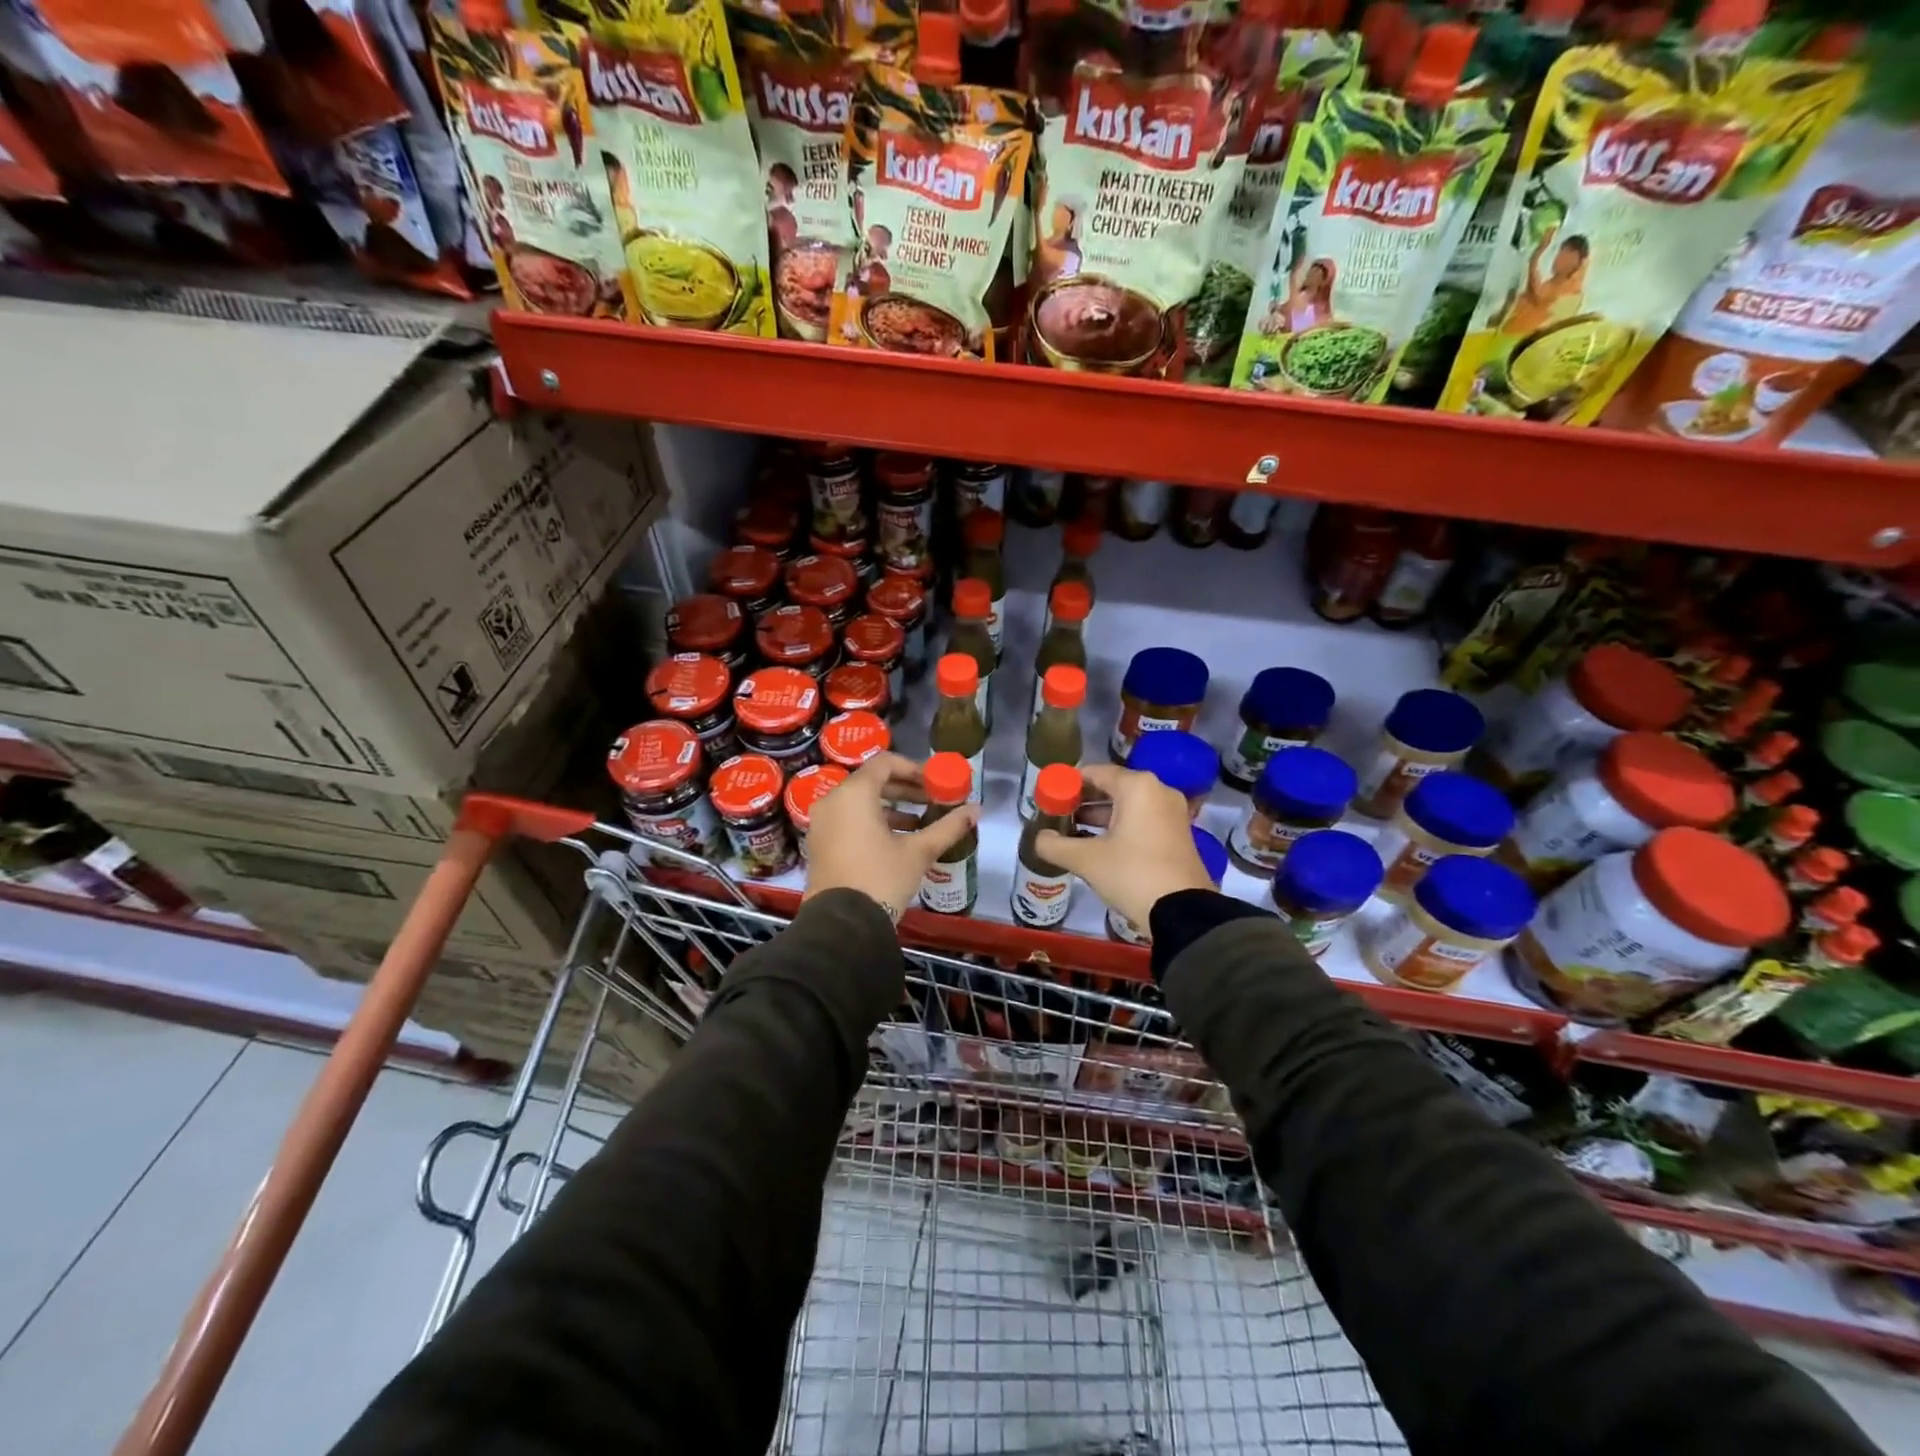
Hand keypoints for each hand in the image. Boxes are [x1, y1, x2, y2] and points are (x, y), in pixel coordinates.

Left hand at [803, 752, 979, 918]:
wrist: (842, 924)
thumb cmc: (881, 878)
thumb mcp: (919, 852)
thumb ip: (948, 827)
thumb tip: (976, 810)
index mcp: (854, 794)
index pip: (885, 763)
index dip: (913, 769)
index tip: (935, 783)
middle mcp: (832, 801)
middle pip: (871, 782)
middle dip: (905, 789)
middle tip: (932, 800)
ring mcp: (821, 823)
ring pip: (859, 803)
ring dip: (890, 808)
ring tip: (920, 824)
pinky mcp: (819, 844)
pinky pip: (848, 820)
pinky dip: (872, 822)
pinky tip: (897, 842)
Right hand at [1036, 764, 1216, 928]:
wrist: (1183, 912)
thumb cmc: (1132, 874)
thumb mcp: (1086, 860)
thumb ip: (1055, 845)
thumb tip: (1039, 839)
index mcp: (1137, 787)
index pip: (1095, 772)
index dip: (1068, 783)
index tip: (1049, 797)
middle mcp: (1158, 791)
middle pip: (1112, 787)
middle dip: (1083, 801)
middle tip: (1058, 815)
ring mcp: (1172, 813)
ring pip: (1128, 805)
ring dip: (1100, 816)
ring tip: (1072, 831)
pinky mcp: (1178, 834)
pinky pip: (1142, 820)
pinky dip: (1120, 827)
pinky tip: (1098, 845)